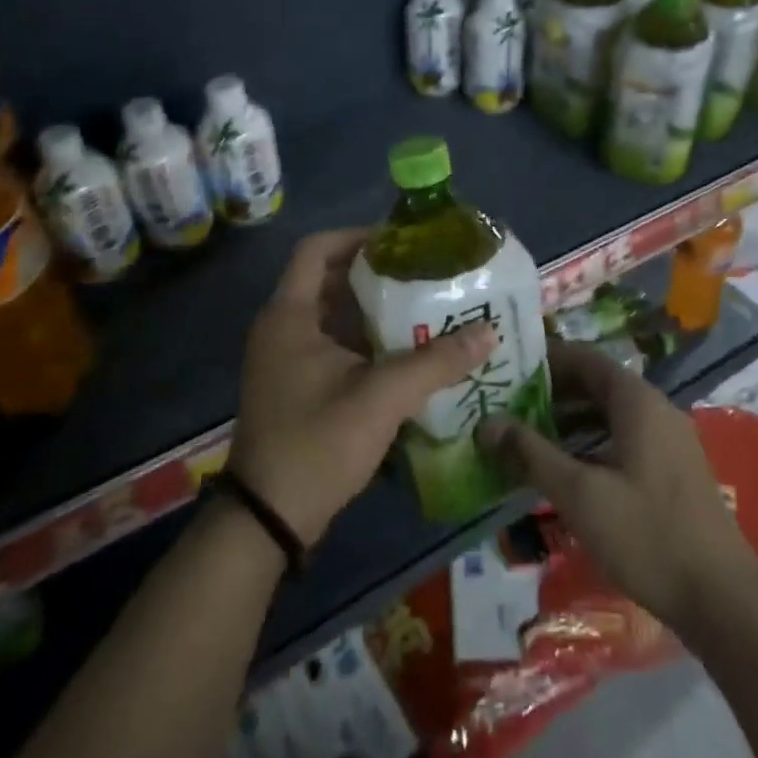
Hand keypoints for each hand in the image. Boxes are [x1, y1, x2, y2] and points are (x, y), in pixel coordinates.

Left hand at [230, 228, 497, 546]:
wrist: (269, 519)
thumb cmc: (317, 443)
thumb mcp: (380, 398)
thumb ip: (435, 363)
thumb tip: (489, 332)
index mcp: (290, 315)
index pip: (318, 249)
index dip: (358, 237)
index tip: (402, 243)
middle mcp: (282, 328)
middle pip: (330, 280)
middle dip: (376, 275)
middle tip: (424, 275)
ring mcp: (286, 359)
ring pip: (333, 315)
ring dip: (374, 310)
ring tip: (423, 308)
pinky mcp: (295, 385)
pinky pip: (332, 345)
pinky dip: (365, 341)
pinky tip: (405, 353)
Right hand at [479, 342, 757, 632]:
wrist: (723, 600)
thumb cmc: (647, 535)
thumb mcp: (579, 493)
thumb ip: (530, 453)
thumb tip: (486, 423)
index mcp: (636, 400)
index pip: (583, 357)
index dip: (543, 360)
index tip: (505, 371)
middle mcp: (656, 408)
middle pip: (595, 384)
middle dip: (551, 394)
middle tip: (506, 408)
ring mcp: (669, 440)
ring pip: (609, 414)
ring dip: (569, 421)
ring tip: (526, 439)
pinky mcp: (673, 470)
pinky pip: (624, 438)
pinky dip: (591, 442)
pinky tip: (565, 471)